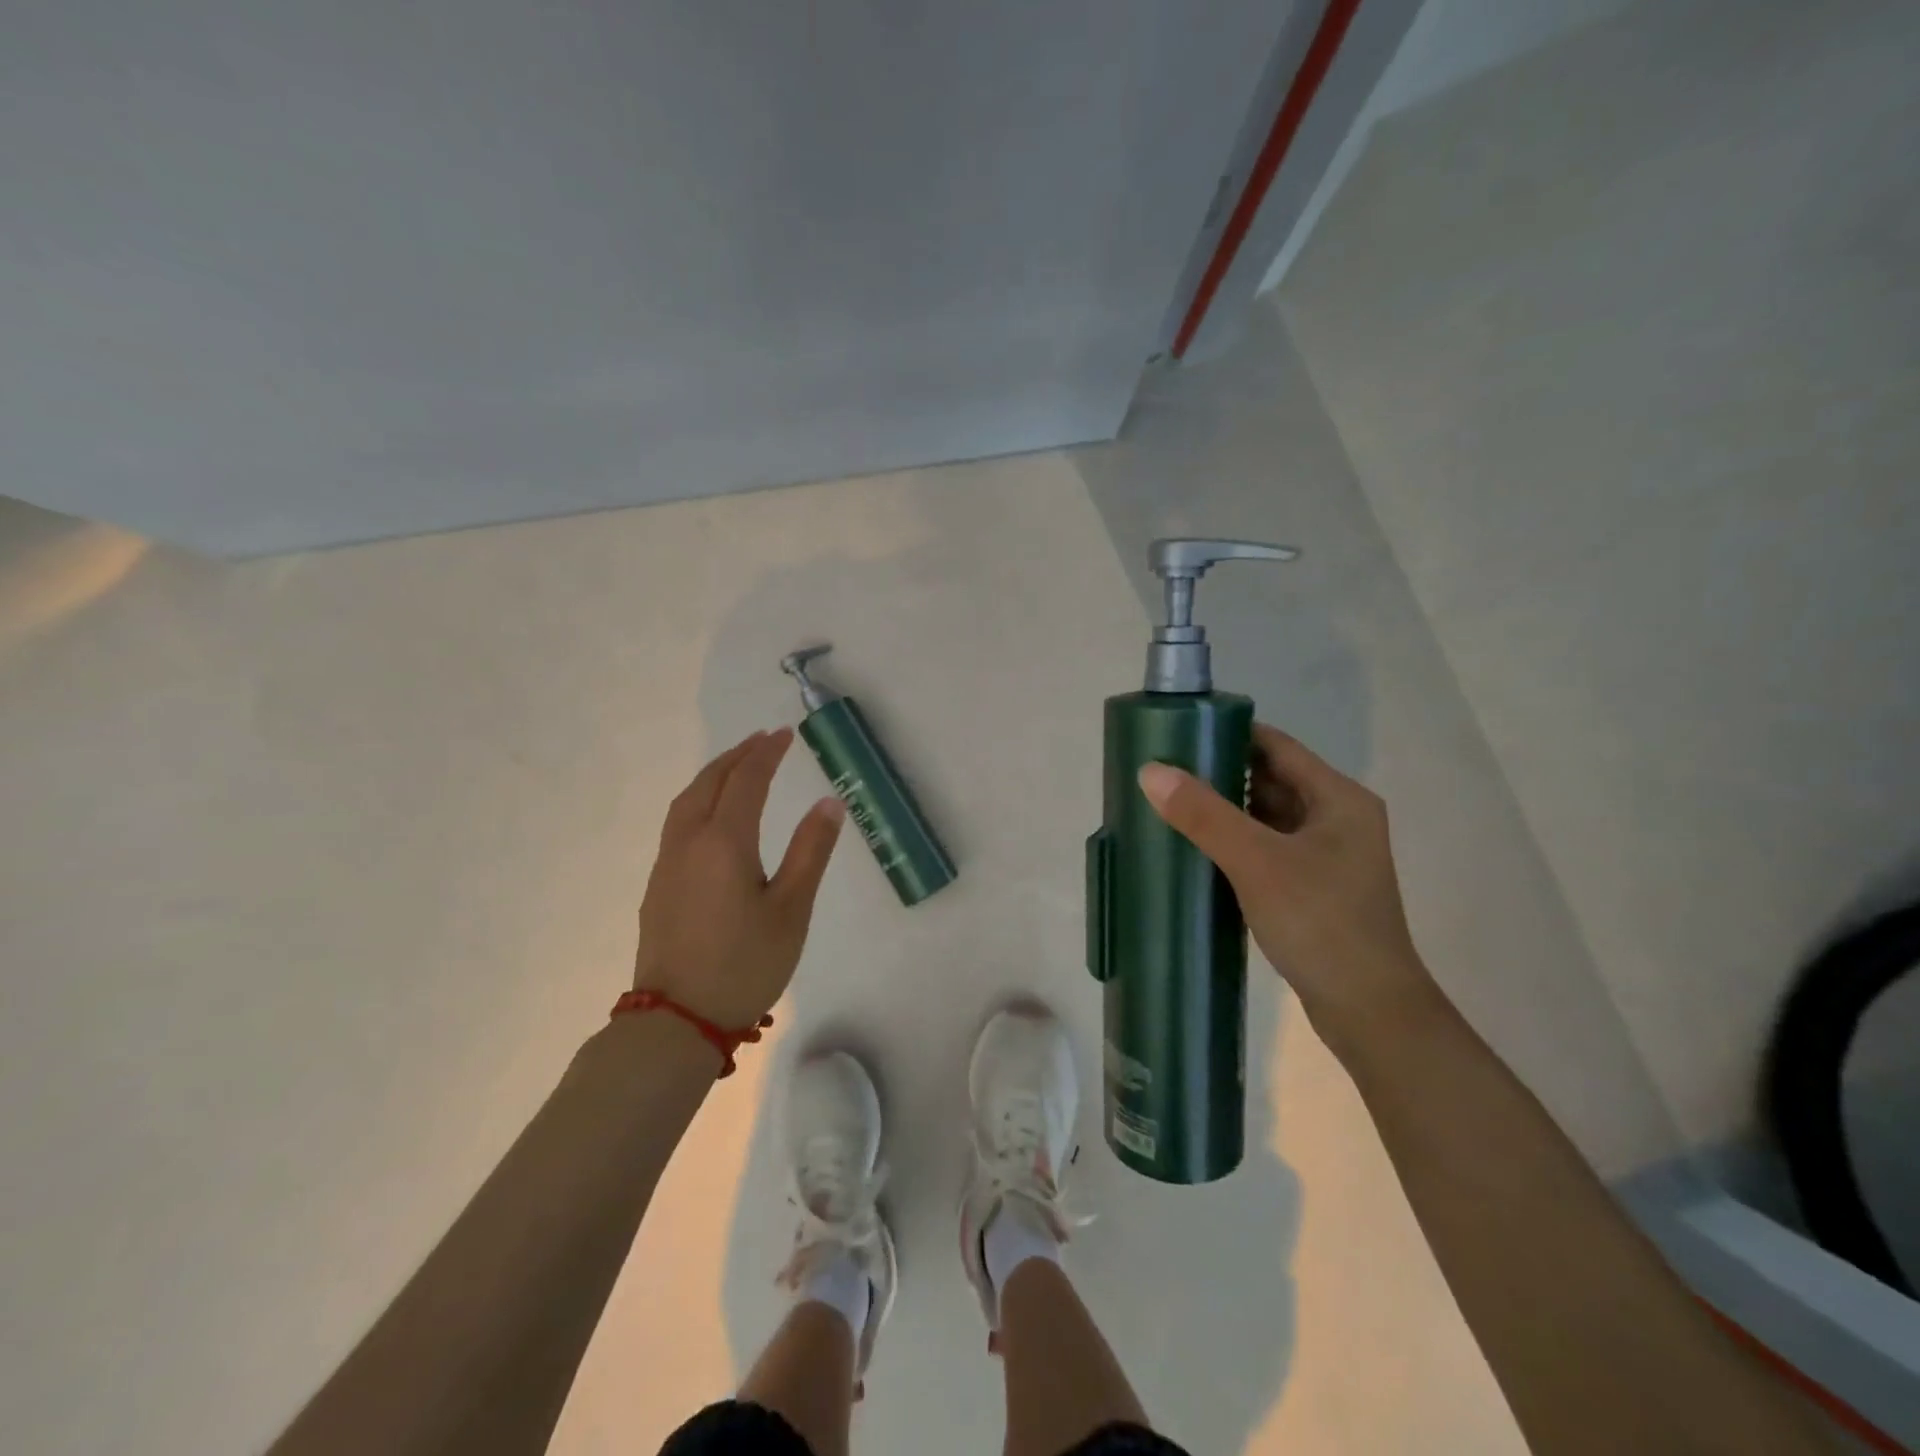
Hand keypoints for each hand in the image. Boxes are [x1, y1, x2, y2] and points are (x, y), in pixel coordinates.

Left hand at [632, 728, 844, 1027]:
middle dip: (737, 756)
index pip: (746, 781)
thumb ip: (809, 851)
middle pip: (709, 783)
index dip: (767, 754)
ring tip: (737, 767)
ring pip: (686, 802)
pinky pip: (677, 824)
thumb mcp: (791, 909)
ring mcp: (667, 865)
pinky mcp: (658, 887)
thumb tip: (830, 802)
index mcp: (724, 842)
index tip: (785, 734)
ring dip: (713, 776)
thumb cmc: (745, 964)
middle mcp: (689, 843)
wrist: (677, 1021)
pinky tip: (711, 817)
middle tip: (763, 741)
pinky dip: (698, 800)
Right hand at [1137, 724, 1435, 1043]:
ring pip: (1267, 817)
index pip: (1276, 746)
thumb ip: (1204, 815)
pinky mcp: (1313, 888)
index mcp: (1338, 798)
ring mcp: (1327, 856)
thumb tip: (1150, 771)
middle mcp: (1337, 818)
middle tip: (1164, 772)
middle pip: (1270, 779)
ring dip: (1225, 811)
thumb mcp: (1257, 862)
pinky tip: (1197, 849)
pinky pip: (1267, 849)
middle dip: (1219, 774)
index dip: (1228, 733)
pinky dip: (1235, 843)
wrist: (1369, 1012)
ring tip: (1171, 805)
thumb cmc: (1321, 923)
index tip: (1178, 733)